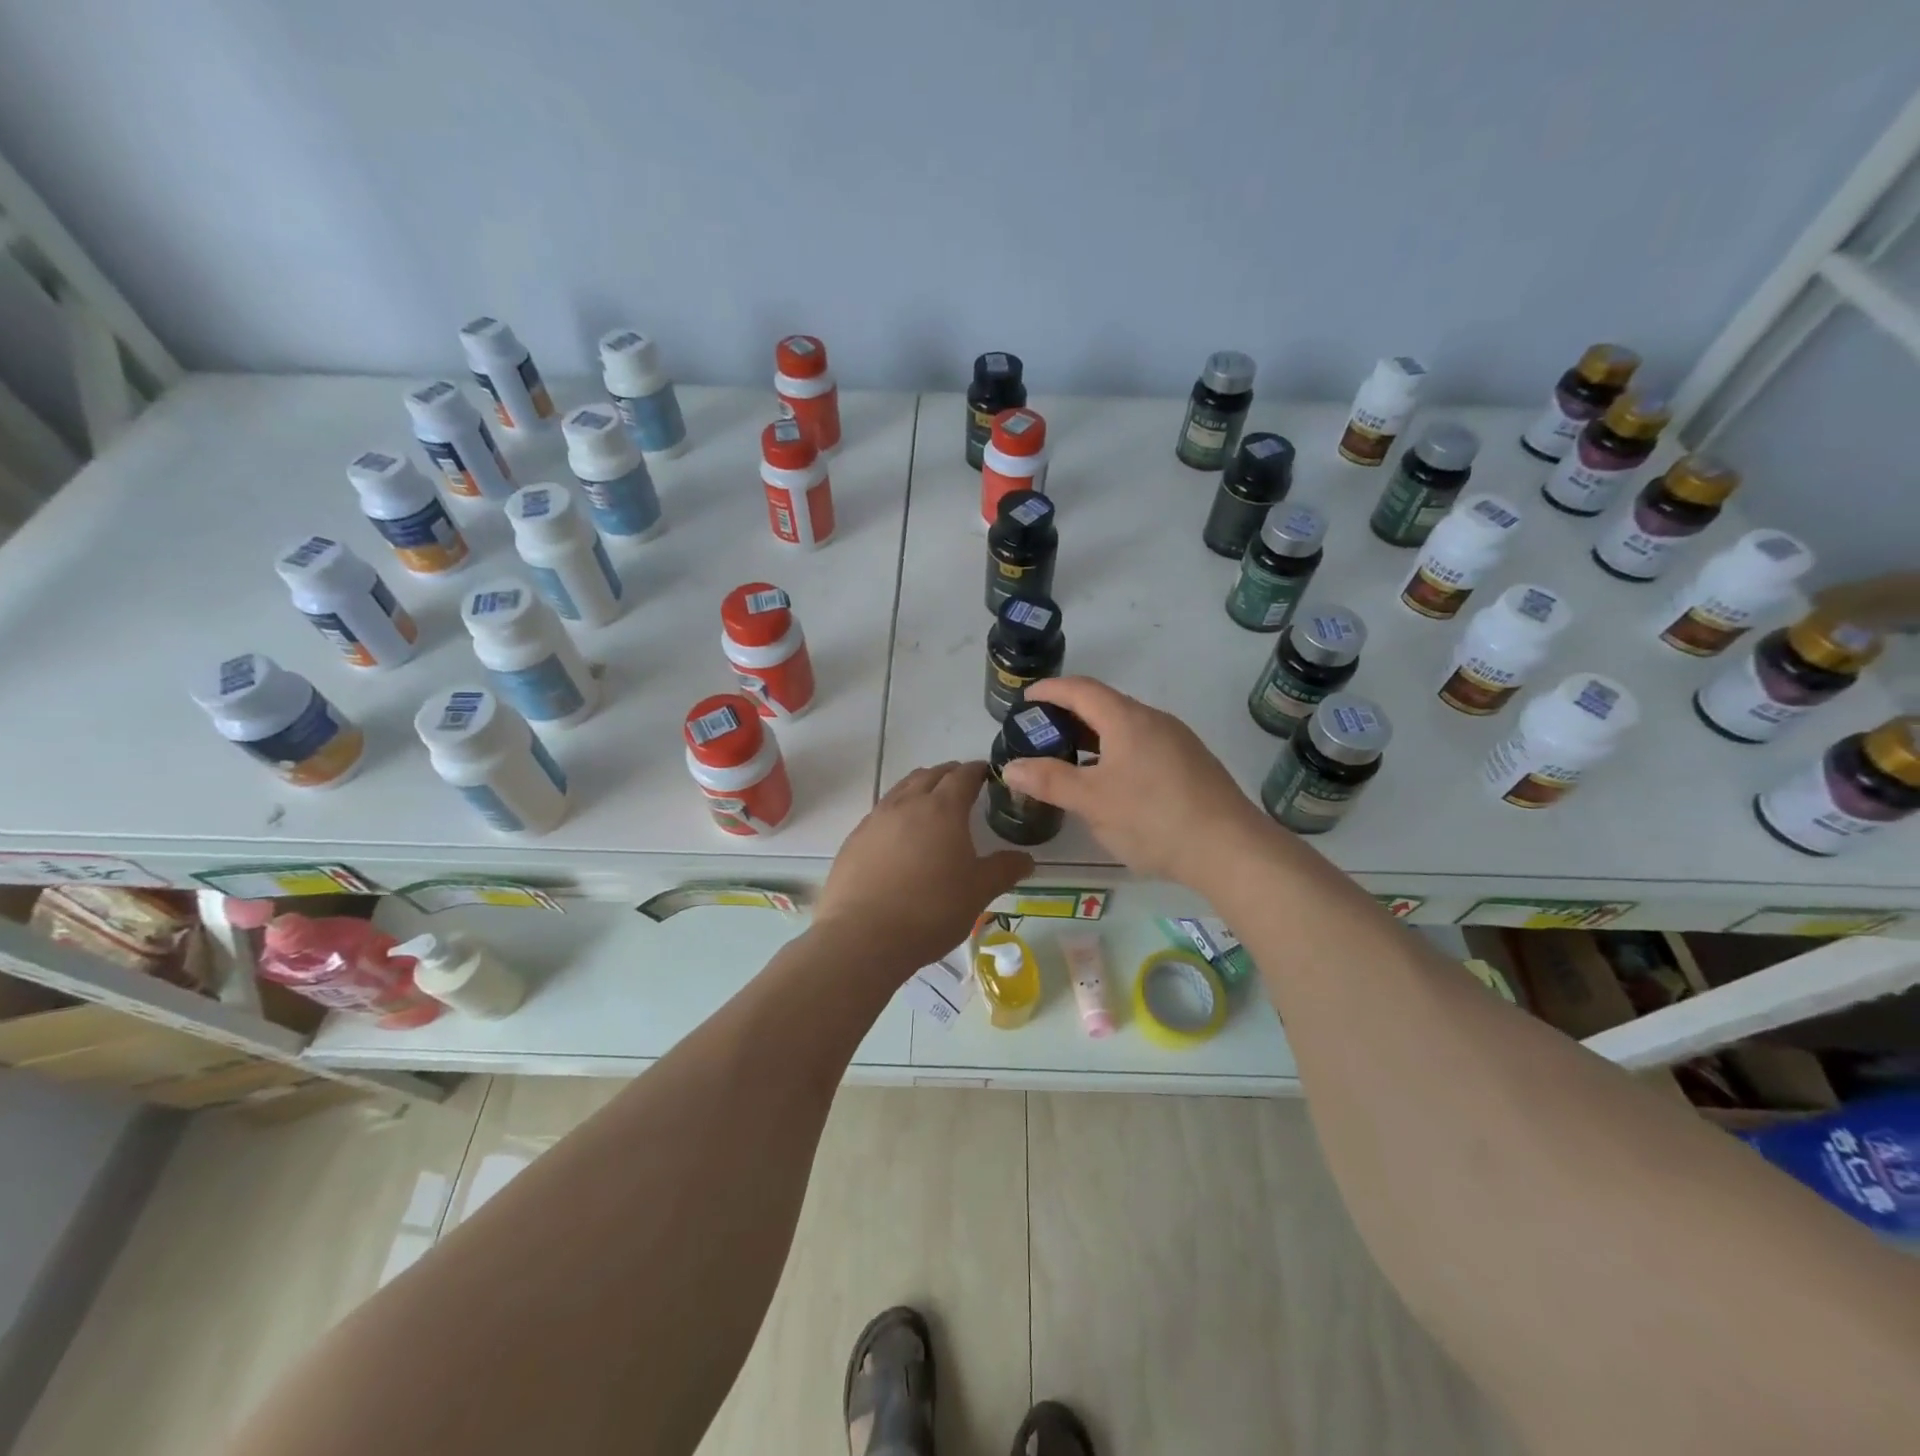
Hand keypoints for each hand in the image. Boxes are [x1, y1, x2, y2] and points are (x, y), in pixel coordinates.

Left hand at [814, 762, 1032, 972]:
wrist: (863, 937)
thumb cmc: (931, 910)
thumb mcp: (978, 892)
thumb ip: (1004, 870)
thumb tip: (1026, 859)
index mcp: (943, 809)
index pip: (963, 776)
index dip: (977, 771)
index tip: (986, 773)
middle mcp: (907, 804)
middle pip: (930, 775)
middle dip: (949, 775)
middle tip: (962, 785)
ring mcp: (875, 819)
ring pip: (901, 789)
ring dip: (920, 787)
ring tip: (930, 803)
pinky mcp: (854, 839)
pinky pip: (880, 812)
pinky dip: (896, 811)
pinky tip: (899, 835)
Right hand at [999, 677, 1274, 885]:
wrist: (1231, 849)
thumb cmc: (1153, 818)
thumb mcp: (1092, 801)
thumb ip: (1049, 780)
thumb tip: (1009, 766)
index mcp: (1127, 719)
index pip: (1081, 689)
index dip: (1050, 690)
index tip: (1025, 700)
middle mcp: (1154, 720)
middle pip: (1105, 705)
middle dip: (1069, 715)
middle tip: (1041, 735)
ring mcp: (1178, 741)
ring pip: (1126, 728)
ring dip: (1094, 737)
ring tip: (1070, 761)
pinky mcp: (1192, 764)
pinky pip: (1144, 745)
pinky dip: (1116, 752)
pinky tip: (1111, 783)